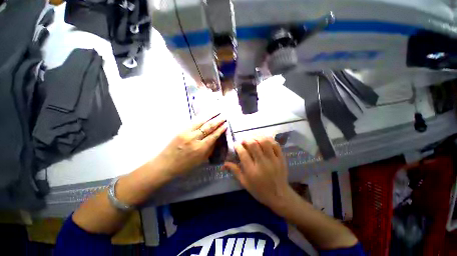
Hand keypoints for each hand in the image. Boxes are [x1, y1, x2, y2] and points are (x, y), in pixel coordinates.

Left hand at [153, 113, 226, 178]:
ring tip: (217, 111)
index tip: (226, 124)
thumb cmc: (185, 165)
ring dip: (210, 116)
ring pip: (201, 122)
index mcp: (200, 148)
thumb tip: (217, 139)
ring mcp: (187, 133)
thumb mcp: (201, 160)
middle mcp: (194, 139)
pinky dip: (201, 118)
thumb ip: (210, 149)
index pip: (213, 136)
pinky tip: (206, 115)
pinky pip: (193, 122)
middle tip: (224, 116)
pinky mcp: (181, 130)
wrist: (165, 164)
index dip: (220, 129)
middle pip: (208, 127)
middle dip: (217, 121)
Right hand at [224, 136, 292, 210]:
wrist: (279, 196)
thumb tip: (224, 164)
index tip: (236, 144)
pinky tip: (263, 139)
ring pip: (264, 142)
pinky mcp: (281, 158)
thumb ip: (235, 171)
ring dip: (257, 137)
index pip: (243, 153)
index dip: (237, 146)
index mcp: (252, 171)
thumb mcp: (245, 183)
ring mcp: (273, 160)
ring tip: (253, 138)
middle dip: (246, 139)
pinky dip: (268, 139)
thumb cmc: (259, 190)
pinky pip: (275, 144)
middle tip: (244, 140)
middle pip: (253, 145)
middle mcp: (262, 163)